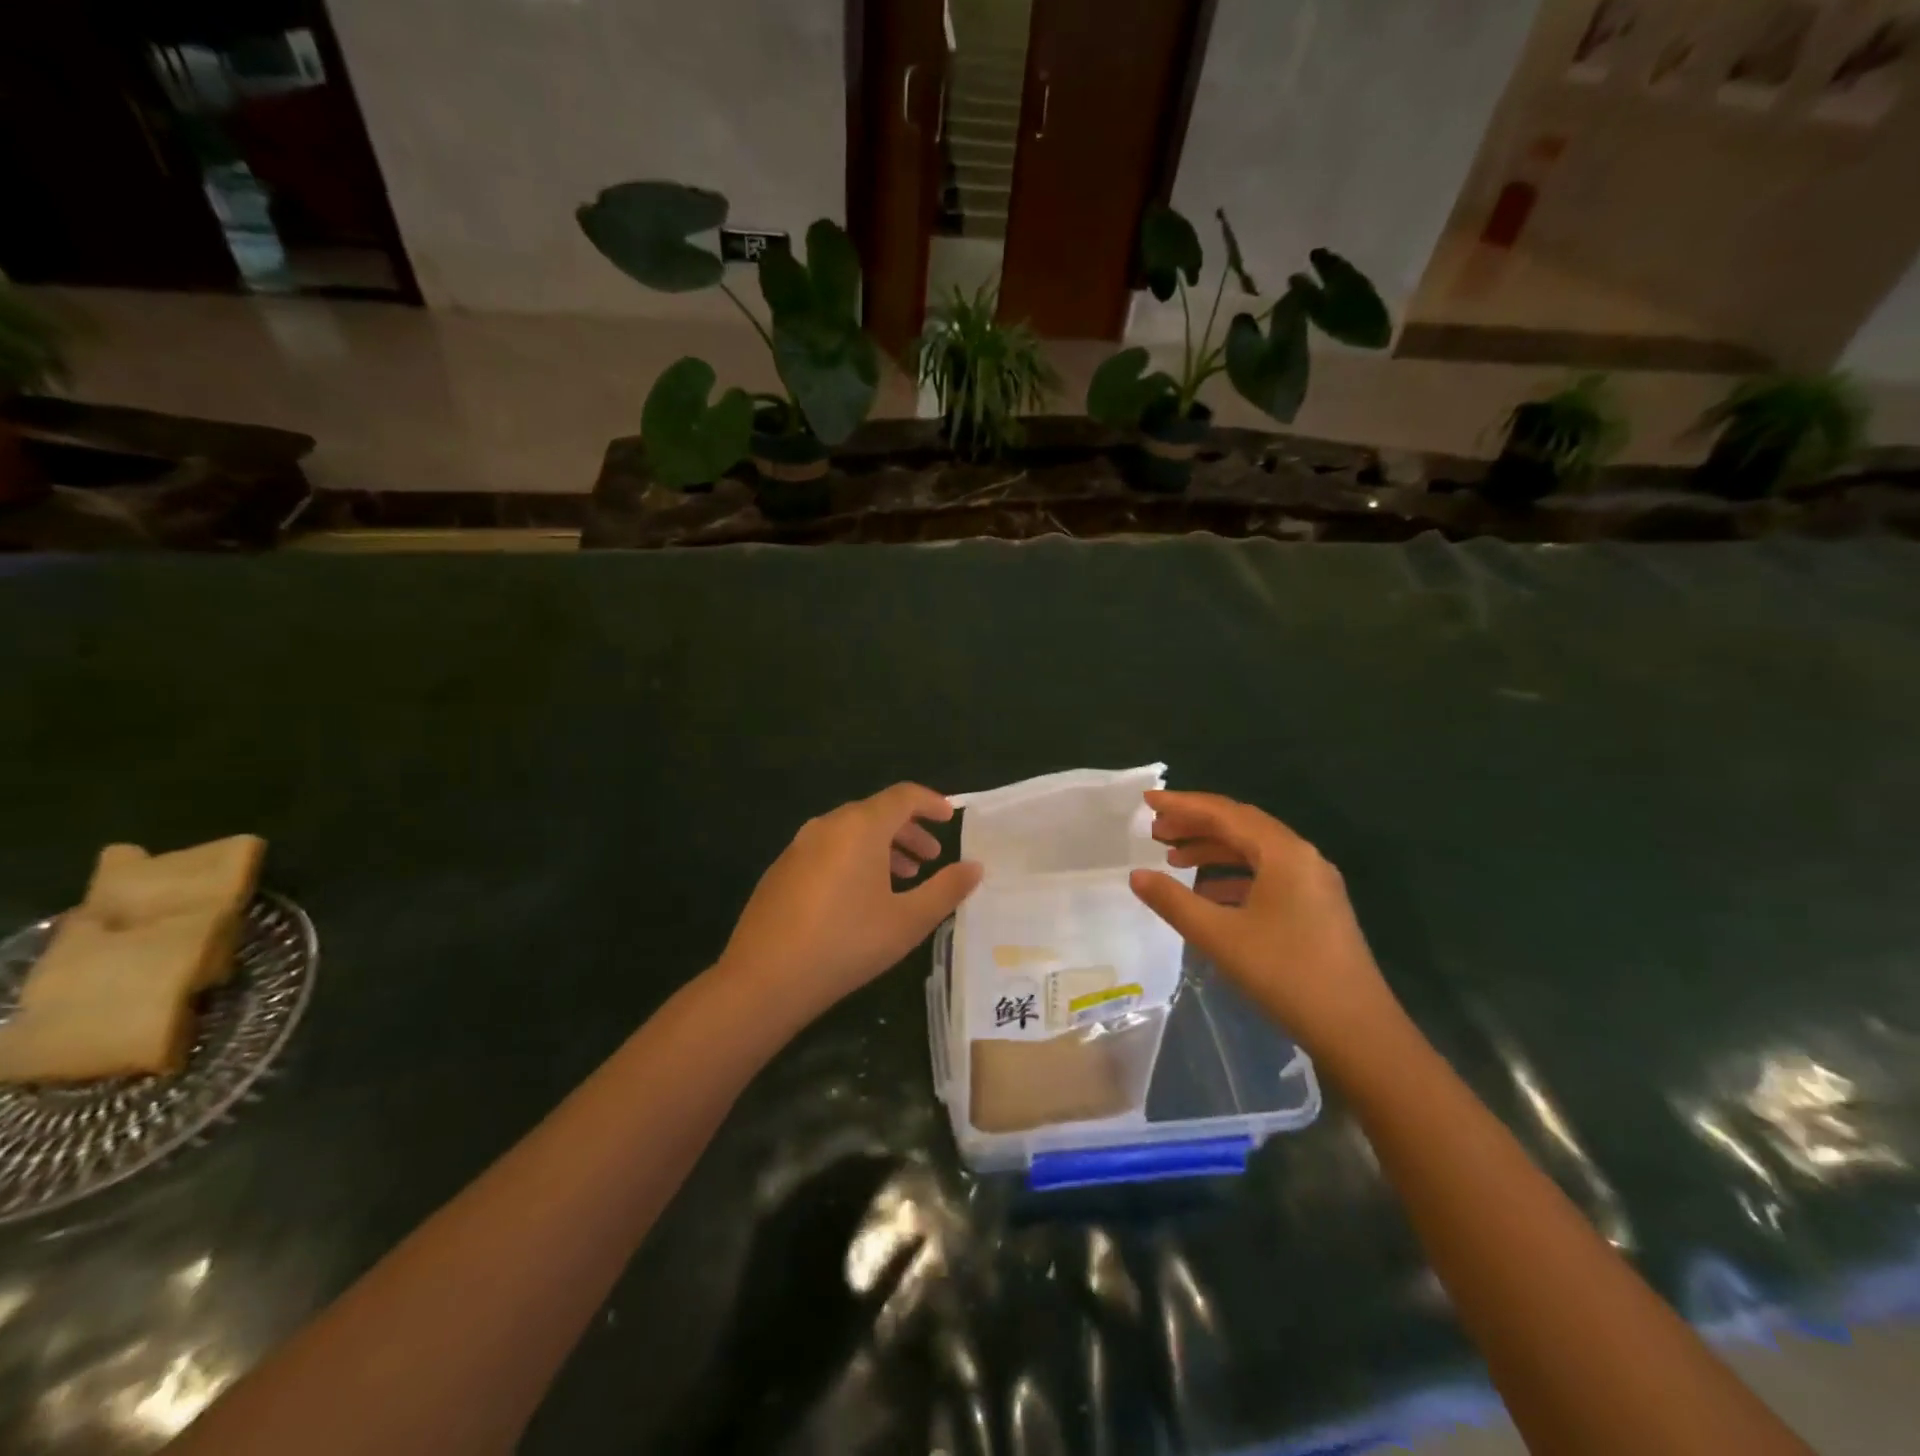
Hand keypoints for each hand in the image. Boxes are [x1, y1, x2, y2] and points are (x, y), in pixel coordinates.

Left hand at [718, 784, 983, 1020]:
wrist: (764, 979)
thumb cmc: (846, 944)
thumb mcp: (907, 921)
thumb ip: (946, 890)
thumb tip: (975, 867)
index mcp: (860, 827)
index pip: (903, 796)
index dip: (931, 802)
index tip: (951, 817)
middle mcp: (828, 825)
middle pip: (876, 812)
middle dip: (909, 831)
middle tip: (931, 858)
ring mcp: (799, 846)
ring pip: (850, 832)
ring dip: (882, 847)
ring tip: (902, 879)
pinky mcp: (781, 869)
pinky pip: (828, 849)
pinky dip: (854, 859)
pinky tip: (859, 897)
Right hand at [1129, 791, 1399, 1057]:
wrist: (1357, 1030)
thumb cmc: (1285, 973)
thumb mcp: (1219, 936)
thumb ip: (1173, 901)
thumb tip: (1136, 875)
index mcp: (1283, 853)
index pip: (1225, 813)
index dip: (1182, 804)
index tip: (1147, 800)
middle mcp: (1302, 857)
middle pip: (1241, 826)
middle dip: (1196, 824)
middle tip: (1155, 830)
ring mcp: (1313, 882)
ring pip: (1254, 851)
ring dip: (1213, 850)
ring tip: (1172, 858)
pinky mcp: (1315, 907)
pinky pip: (1267, 875)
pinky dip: (1232, 876)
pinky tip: (1207, 894)